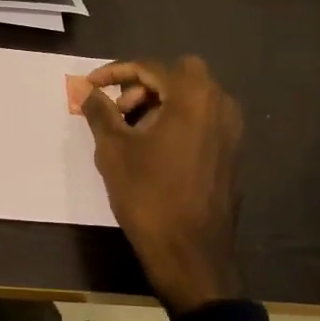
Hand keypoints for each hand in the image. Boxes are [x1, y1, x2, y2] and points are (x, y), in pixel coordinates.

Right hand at [81, 56, 243, 312]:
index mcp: (193, 96)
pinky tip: (154, 152)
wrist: (191, 252)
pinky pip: (202, 121)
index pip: (150, 68)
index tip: (90, 86)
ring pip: (193, 98)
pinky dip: (177, 123)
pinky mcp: (232, 152)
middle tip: (119, 113)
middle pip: (178, 76)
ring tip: (132, 135)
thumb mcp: (113, 150)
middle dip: (144, 86)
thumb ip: (99, 112)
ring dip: (161, 105)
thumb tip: (88, 91)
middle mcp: (220, 104)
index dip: (115, 73)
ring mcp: (231, 129)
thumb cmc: (148, 195)